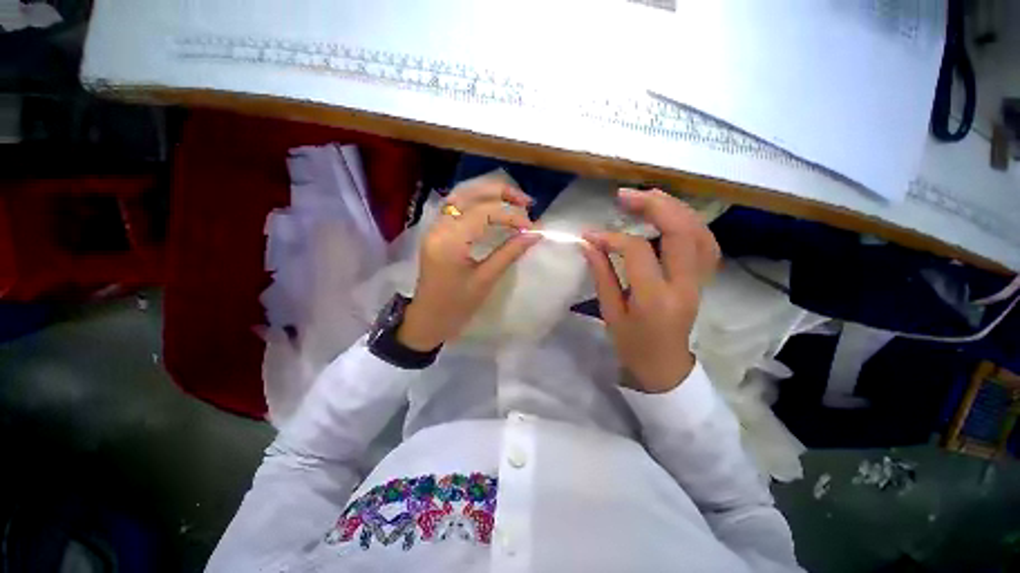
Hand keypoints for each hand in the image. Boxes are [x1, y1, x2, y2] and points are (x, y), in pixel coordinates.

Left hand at [397, 179, 539, 350]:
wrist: (428, 320)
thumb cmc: (456, 307)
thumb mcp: (485, 280)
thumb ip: (509, 253)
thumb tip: (534, 234)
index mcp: (450, 242)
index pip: (483, 212)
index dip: (511, 214)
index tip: (531, 225)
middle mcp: (439, 227)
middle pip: (469, 194)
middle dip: (500, 193)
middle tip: (526, 202)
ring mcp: (435, 227)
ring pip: (461, 196)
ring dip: (488, 193)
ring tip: (513, 200)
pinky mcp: (436, 232)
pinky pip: (456, 206)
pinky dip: (477, 201)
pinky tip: (493, 207)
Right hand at [582, 189, 719, 393]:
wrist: (665, 367)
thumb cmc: (633, 345)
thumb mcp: (610, 313)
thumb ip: (601, 274)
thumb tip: (589, 243)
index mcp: (655, 298)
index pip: (637, 251)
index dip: (613, 237)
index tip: (591, 235)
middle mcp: (684, 285)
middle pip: (680, 231)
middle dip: (653, 205)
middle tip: (625, 195)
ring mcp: (700, 280)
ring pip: (699, 231)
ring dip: (673, 207)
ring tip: (647, 197)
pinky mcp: (703, 278)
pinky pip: (705, 241)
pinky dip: (689, 222)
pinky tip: (670, 215)